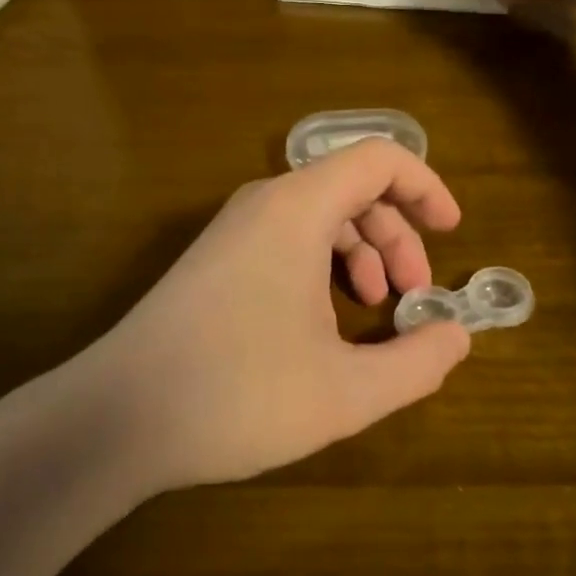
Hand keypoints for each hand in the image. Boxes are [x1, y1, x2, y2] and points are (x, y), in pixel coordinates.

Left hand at [83, 138, 471, 491]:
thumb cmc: (239, 393)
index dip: (426, 188)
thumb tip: (456, 336)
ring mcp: (233, 230)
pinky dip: (322, 267)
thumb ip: (417, 362)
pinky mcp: (214, 260)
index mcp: (298, 208)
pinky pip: (286, 240)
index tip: (452, 233)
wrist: (119, 416)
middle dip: (396, 237)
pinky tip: (325, 323)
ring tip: (374, 312)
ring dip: (360, 254)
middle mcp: (264, 203)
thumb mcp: (347, 391)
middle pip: (351, 190)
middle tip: (413, 296)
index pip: (379, 159)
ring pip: (318, 217)